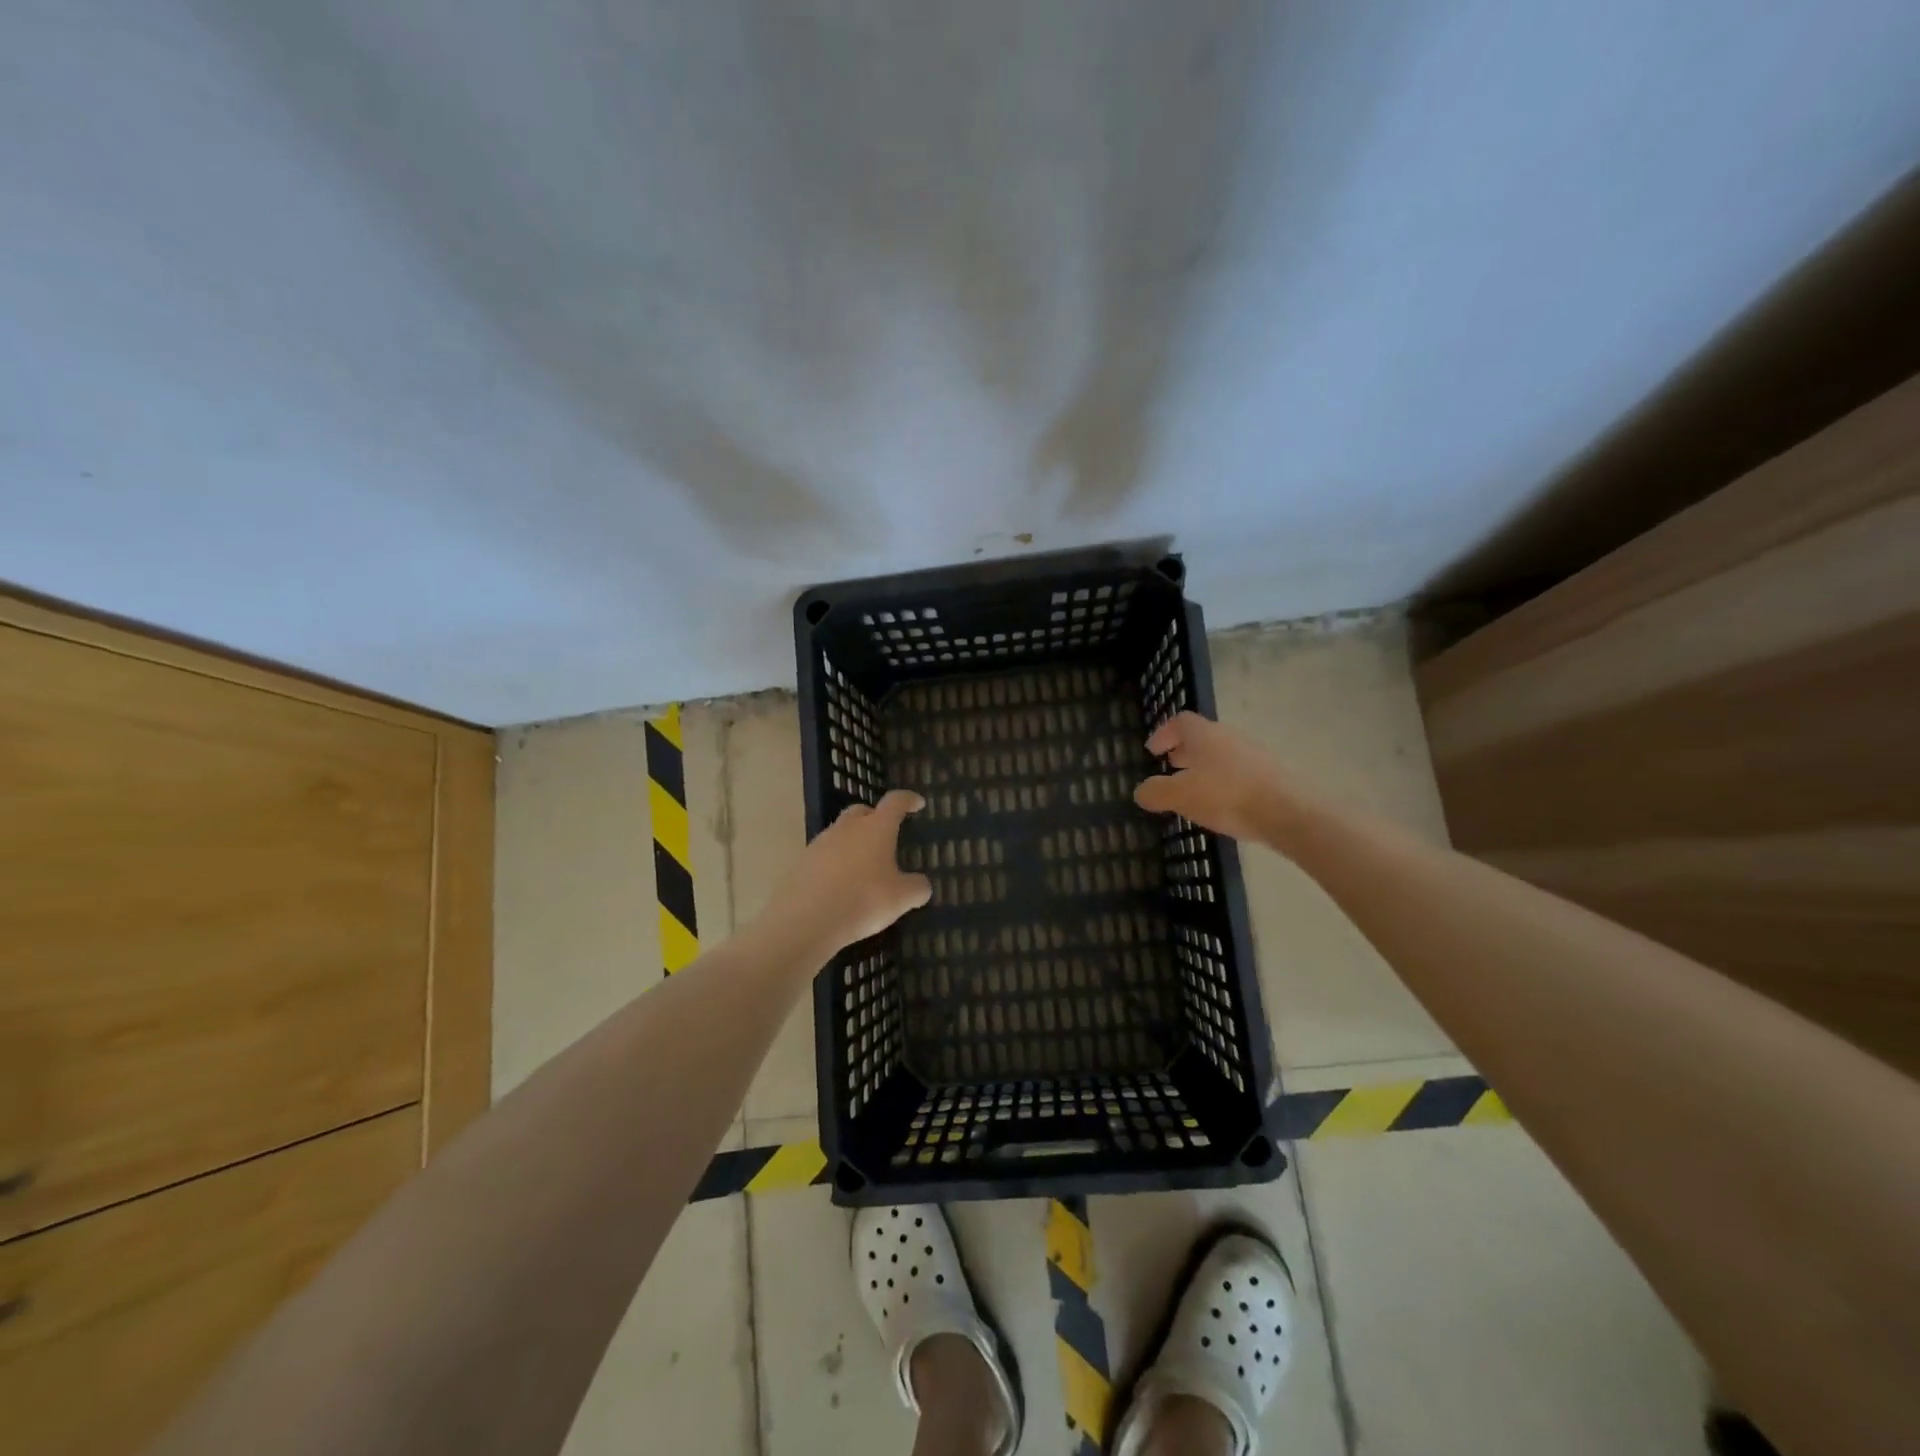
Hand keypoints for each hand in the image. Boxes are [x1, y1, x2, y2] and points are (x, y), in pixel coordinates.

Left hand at [762, 790, 932, 956]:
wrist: (806, 920)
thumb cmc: (863, 900)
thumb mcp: (902, 898)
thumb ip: (917, 888)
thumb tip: (922, 885)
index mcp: (876, 828)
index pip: (895, 802)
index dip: (908, 799)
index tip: (917, 802)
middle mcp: (848, 828)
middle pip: (862, 811)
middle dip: (875, 817)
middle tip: (886, 834)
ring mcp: (821, 843)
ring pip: (841, 833)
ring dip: (854, 842)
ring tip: (864, 867)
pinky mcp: (802, 862)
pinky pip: (825, 855)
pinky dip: (836, 863)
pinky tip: (841, 885)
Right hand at [1134, 711, 1292, 843]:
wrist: (1289, 812)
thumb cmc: (1226, 795)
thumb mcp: (1180, 796)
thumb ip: (1156, 792)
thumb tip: (1141, 791)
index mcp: (1204, 735)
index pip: (1180, 722)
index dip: (1163, 733)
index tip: (1153, 751)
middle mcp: (1230, 737)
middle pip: (1202, 737)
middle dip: (1184, 751)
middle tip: (1171, 767)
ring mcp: (1255, 754)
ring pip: (1222, 754)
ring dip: (1205, 767)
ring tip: (1195, 789)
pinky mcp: (1272, 774)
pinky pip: (1240, 771)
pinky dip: (1225, 781)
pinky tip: (1223, 804)